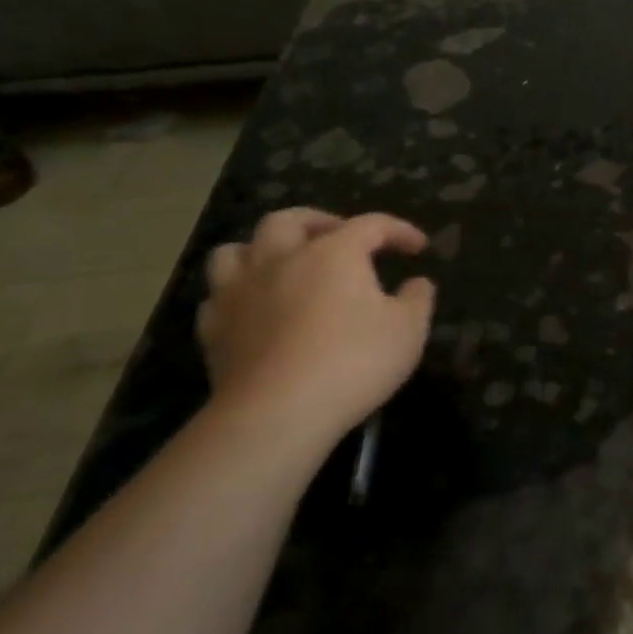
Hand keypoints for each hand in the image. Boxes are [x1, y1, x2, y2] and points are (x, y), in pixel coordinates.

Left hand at [196, 208, 436, 456]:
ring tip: (282, 265)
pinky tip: (252, 309)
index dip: (398, 230)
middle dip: (318, 222)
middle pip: (290, 220)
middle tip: (338, 237)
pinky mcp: (213, 329)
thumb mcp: (408, 330)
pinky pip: (218, 297)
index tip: (419, 247)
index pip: (371, 225)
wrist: (278, 413)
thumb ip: (418, 300)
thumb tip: (418, 283)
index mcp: (333, 253)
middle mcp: (281, 259)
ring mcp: (239, 292)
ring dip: (261, 250)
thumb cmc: (354, 362)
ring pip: (237, 249)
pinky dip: (236, 294)